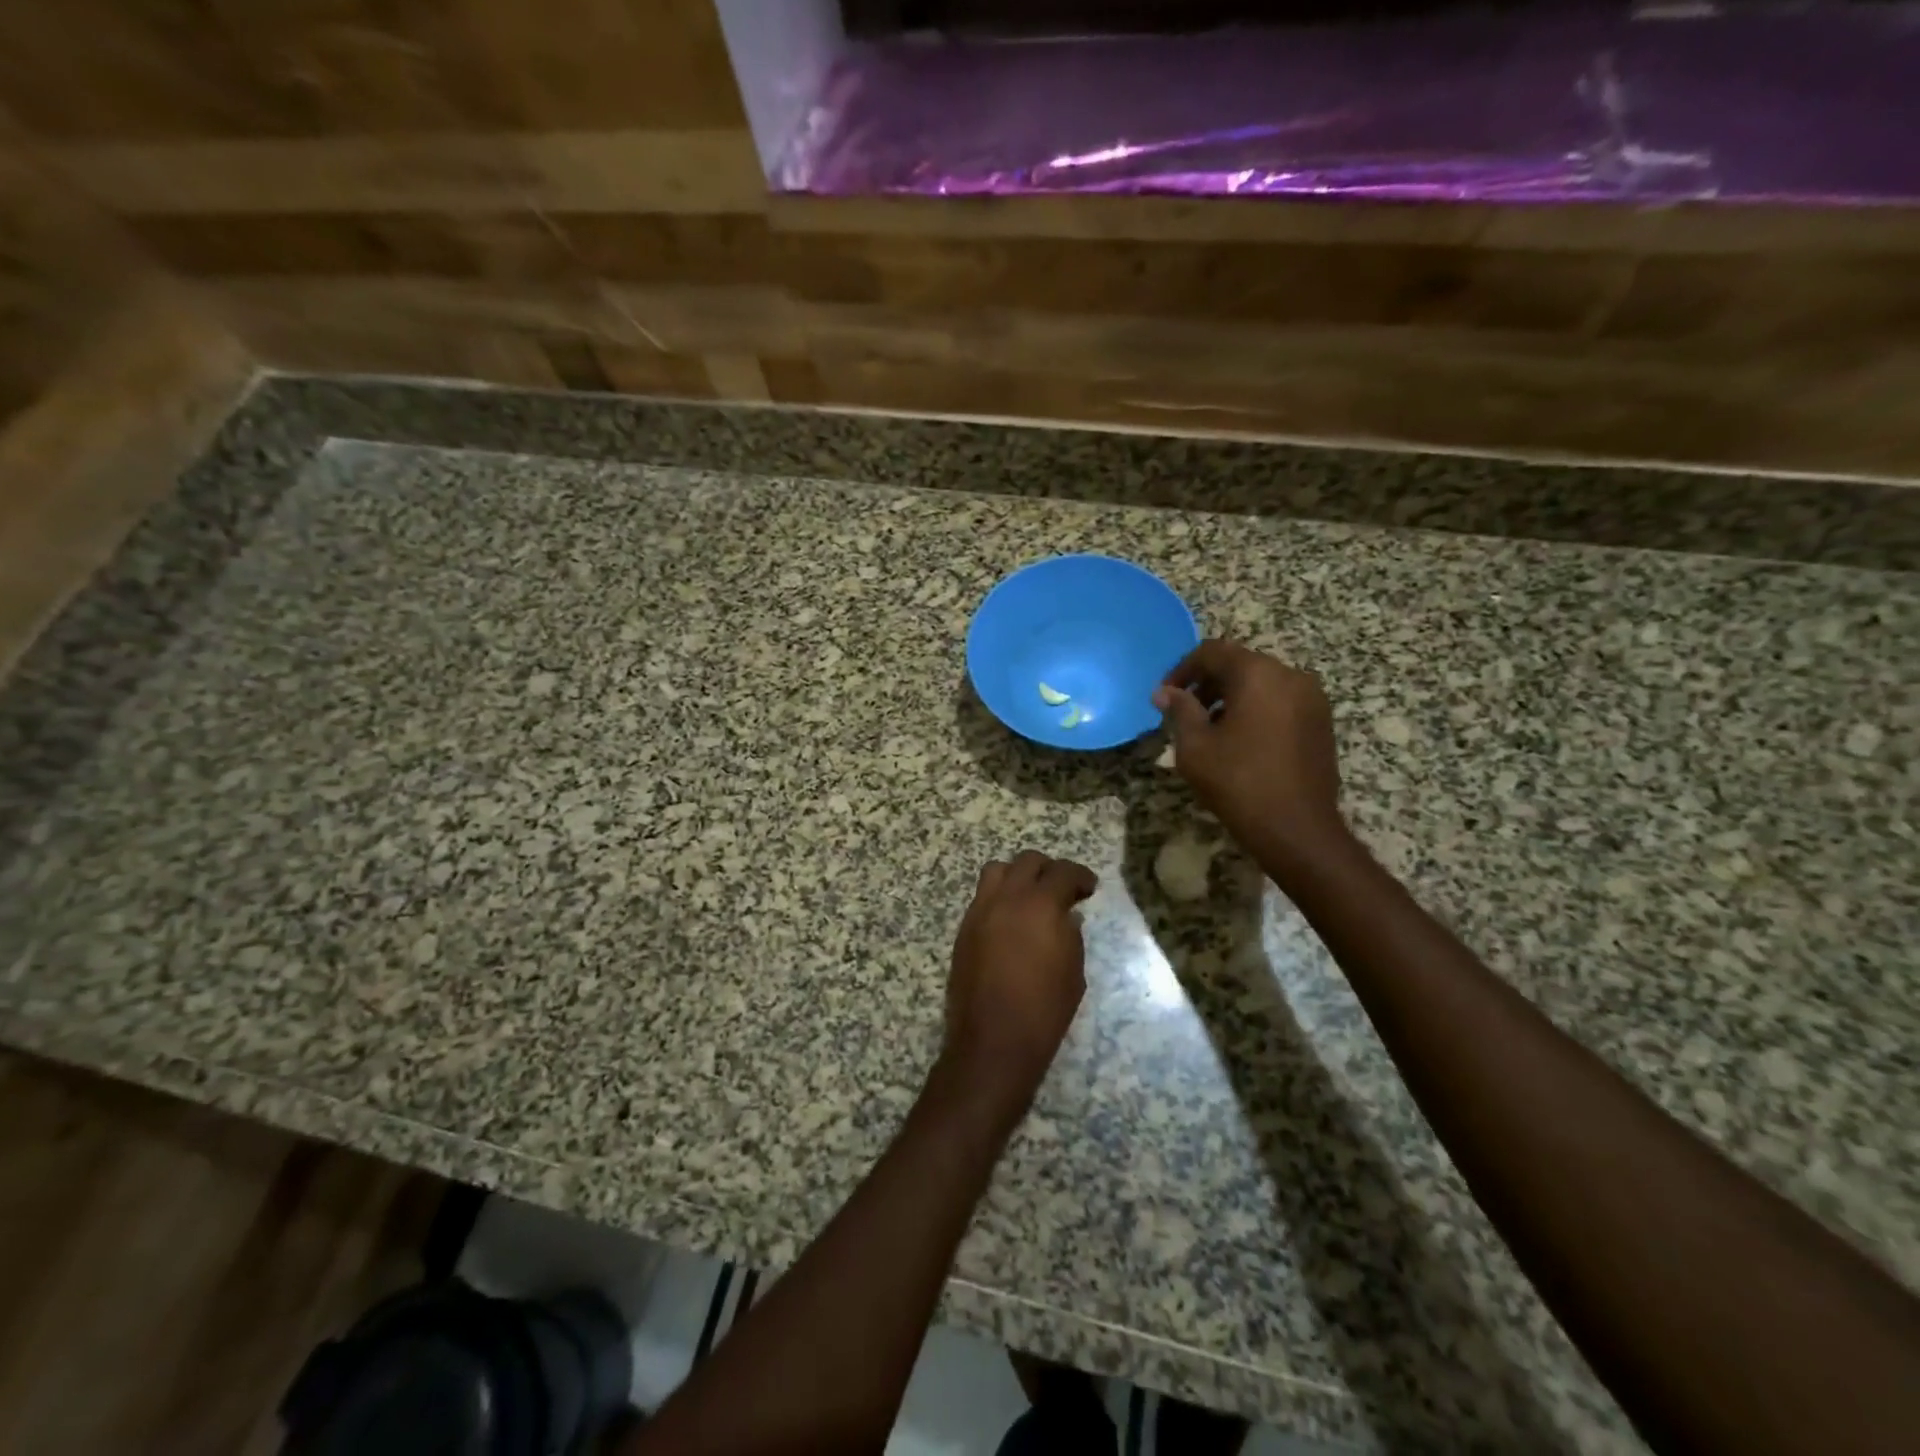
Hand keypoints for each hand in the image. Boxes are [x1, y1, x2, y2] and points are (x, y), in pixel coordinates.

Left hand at [941, 851, 1097, 1125]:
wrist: (993, 1042)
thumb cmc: (1044, 1010)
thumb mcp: (1073, 972)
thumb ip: (1071, 935)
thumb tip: (1066, 916)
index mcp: (1040, 905)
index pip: (1063, 872)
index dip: (1081, 876)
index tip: (1089, 889)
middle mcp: (1006, 898)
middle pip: (1027, 861)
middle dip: (1049, 870)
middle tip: (1062, 891)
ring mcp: (980, 911)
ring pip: (998, 870)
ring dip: (1018, 876)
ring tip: (1031, 898)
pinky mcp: (964, 929)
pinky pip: (983, 897)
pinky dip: (1000, 897)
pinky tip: (1012, 921)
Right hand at [1152, 640, 1347, 870]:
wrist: (1297, 829)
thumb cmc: (1238, 783)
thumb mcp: (1196, 746)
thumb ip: (1180, 711)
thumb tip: (1165, 692)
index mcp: (1258, 674)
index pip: (1212, 652)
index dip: (1182, 670)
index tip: (1165, 696)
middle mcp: (1290, 676)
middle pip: (1240, 664)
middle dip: (1208, 683)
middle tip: (1184, 713)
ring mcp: (1312, 699)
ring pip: (1262, 683)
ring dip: (1232, 697)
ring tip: (1210, 730)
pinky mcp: (1321, 722)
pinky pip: (1281, 701)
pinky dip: (1256, 709)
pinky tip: (1241, 741)